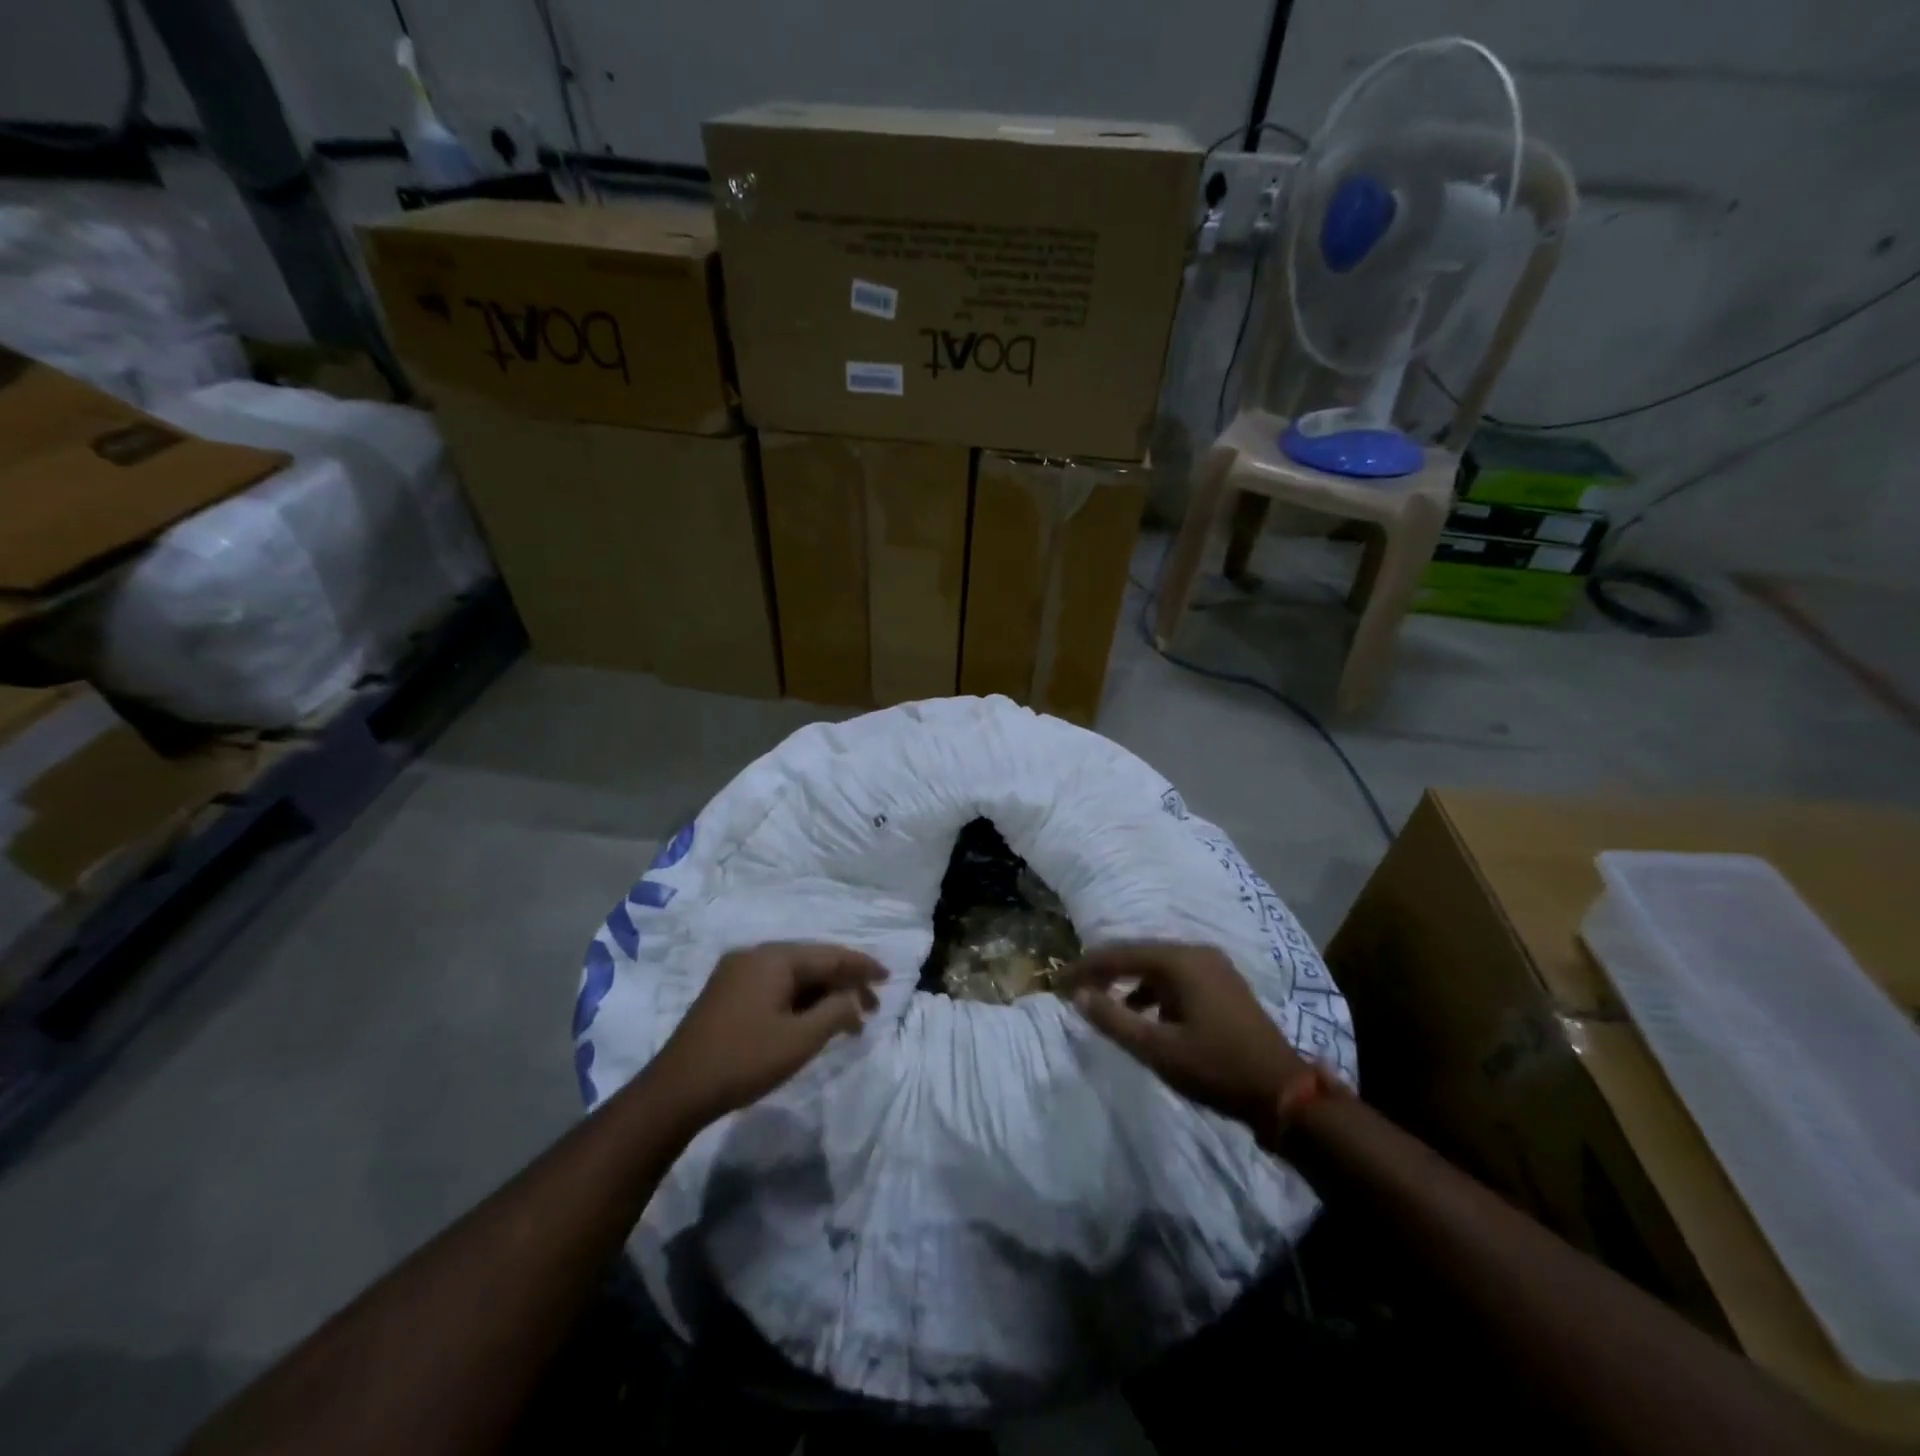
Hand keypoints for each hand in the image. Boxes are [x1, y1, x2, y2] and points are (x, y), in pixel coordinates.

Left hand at [646, 942, 885, 1127]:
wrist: (676, 1091)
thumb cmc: (744, 1060)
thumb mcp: (800, 1040)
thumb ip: (835, 1012)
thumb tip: (854, 999)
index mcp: (774, 958)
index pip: (830, 955)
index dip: (862, 966)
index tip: (889, 977)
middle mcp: (755, 956)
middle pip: (811, 962)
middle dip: (844, 983)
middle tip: (871, 1008)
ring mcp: (737, 974)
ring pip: (793, 976)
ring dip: (822, 994)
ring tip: (847, 1020)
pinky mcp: (727, 995)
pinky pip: (775, 987)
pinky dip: (800, 1000)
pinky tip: (812, 1021)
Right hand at [1064, 941, 1309, 1136]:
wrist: (1285, 1093)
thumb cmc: (1216, 1068)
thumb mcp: (1157, 1049)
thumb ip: (1113, 1019)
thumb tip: (1078, 995)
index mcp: (1179, 961)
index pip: (1119, 954)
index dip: (1084, 967)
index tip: (1057, 982)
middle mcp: (1196, 953)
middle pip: (1138, 954)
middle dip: (1105, 971)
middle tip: (1075, 989)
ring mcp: (1214, 967)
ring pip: (1157, 966)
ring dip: (1129, 983)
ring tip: (1105, 1005)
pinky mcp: (1224, 985)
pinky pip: (1176, 978)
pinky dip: (1153, 992)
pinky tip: (1144, 1016)